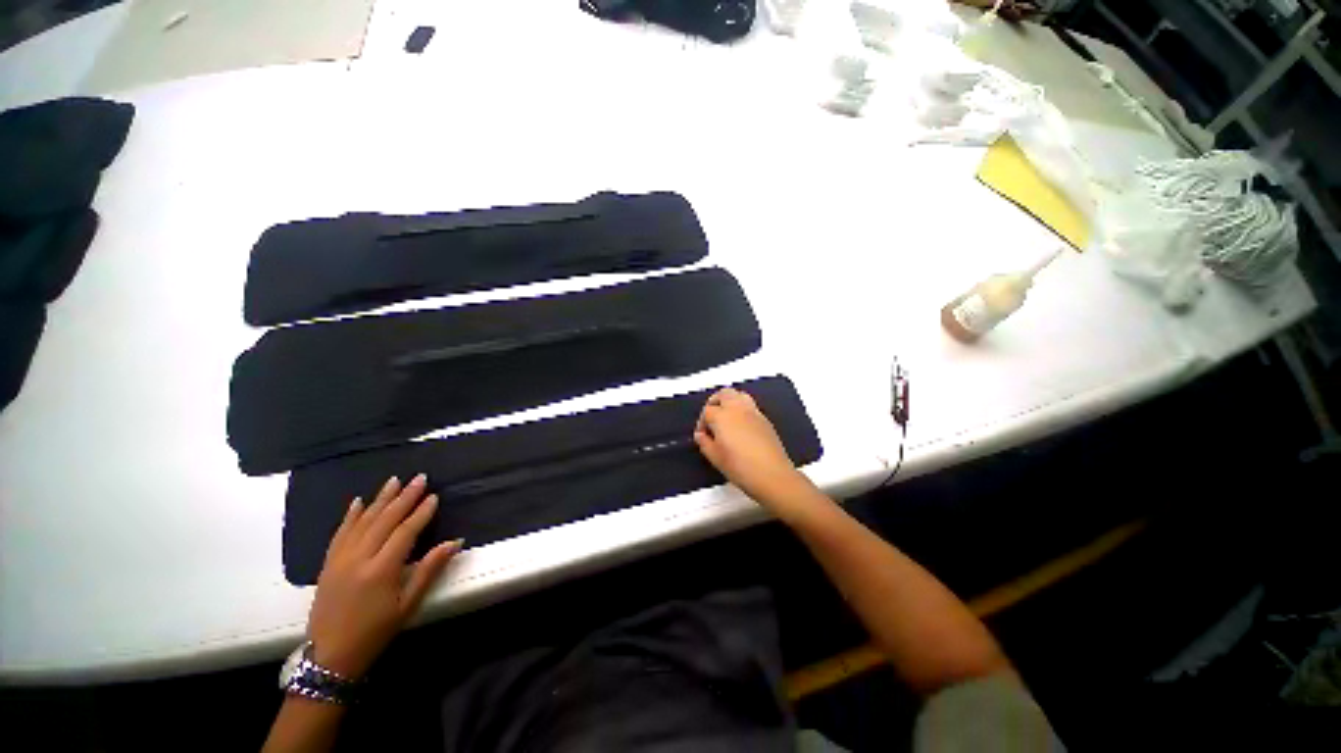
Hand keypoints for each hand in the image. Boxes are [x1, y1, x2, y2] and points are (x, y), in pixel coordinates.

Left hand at [306, 474, 460, 679]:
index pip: (405, 532)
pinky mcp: (327, 565)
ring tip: (394, 480)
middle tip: (420, 478)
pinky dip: (350, 516)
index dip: (421, 513)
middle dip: (404, 497)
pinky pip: (340, 533)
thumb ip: (430, 570)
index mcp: (381, 570)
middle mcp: (359, 559)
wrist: (331, 656)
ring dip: (380, 499)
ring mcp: (340, 560)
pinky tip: (358, 502)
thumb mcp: (408, 605)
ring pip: (362, 522)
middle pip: (384, 520)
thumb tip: (455, 542)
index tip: (434, 496)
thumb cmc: (376, 632)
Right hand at [694, 387, 813, 508]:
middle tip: (711, 417)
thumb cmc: (742, 467)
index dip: (701, 422)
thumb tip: (700, 436)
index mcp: (722, 416)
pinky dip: (742, 409)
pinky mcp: (765, 420)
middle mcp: (738, 409)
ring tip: (726, 416)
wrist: (772, 475)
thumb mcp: (715, 458)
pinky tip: (740, 425)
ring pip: (739, 395)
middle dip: (714, 402)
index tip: (702, 435)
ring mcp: (754, 412)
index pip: (707, 411)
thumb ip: (704, 443)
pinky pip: (751, 406)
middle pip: (724, 394)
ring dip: (730, 401)